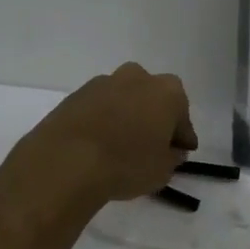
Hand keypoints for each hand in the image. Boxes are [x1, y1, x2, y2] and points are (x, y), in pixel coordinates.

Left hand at [22, 62, 196, 202]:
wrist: (66, 161)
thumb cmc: (126, 164)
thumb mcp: (163, 170)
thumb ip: (173, 156)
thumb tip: (172, 149)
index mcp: (167, 92)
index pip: (183, 116)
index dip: (182, 136)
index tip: (181, 151)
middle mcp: (137, 77)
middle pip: (153, 97)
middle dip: (154, 116)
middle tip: (151, 143)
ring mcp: (103, 83)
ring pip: (124, 98)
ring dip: (126, 115)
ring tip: (121, 145)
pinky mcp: (75, 95)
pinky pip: (99, 107)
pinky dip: (102, 120)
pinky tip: (99, 143)